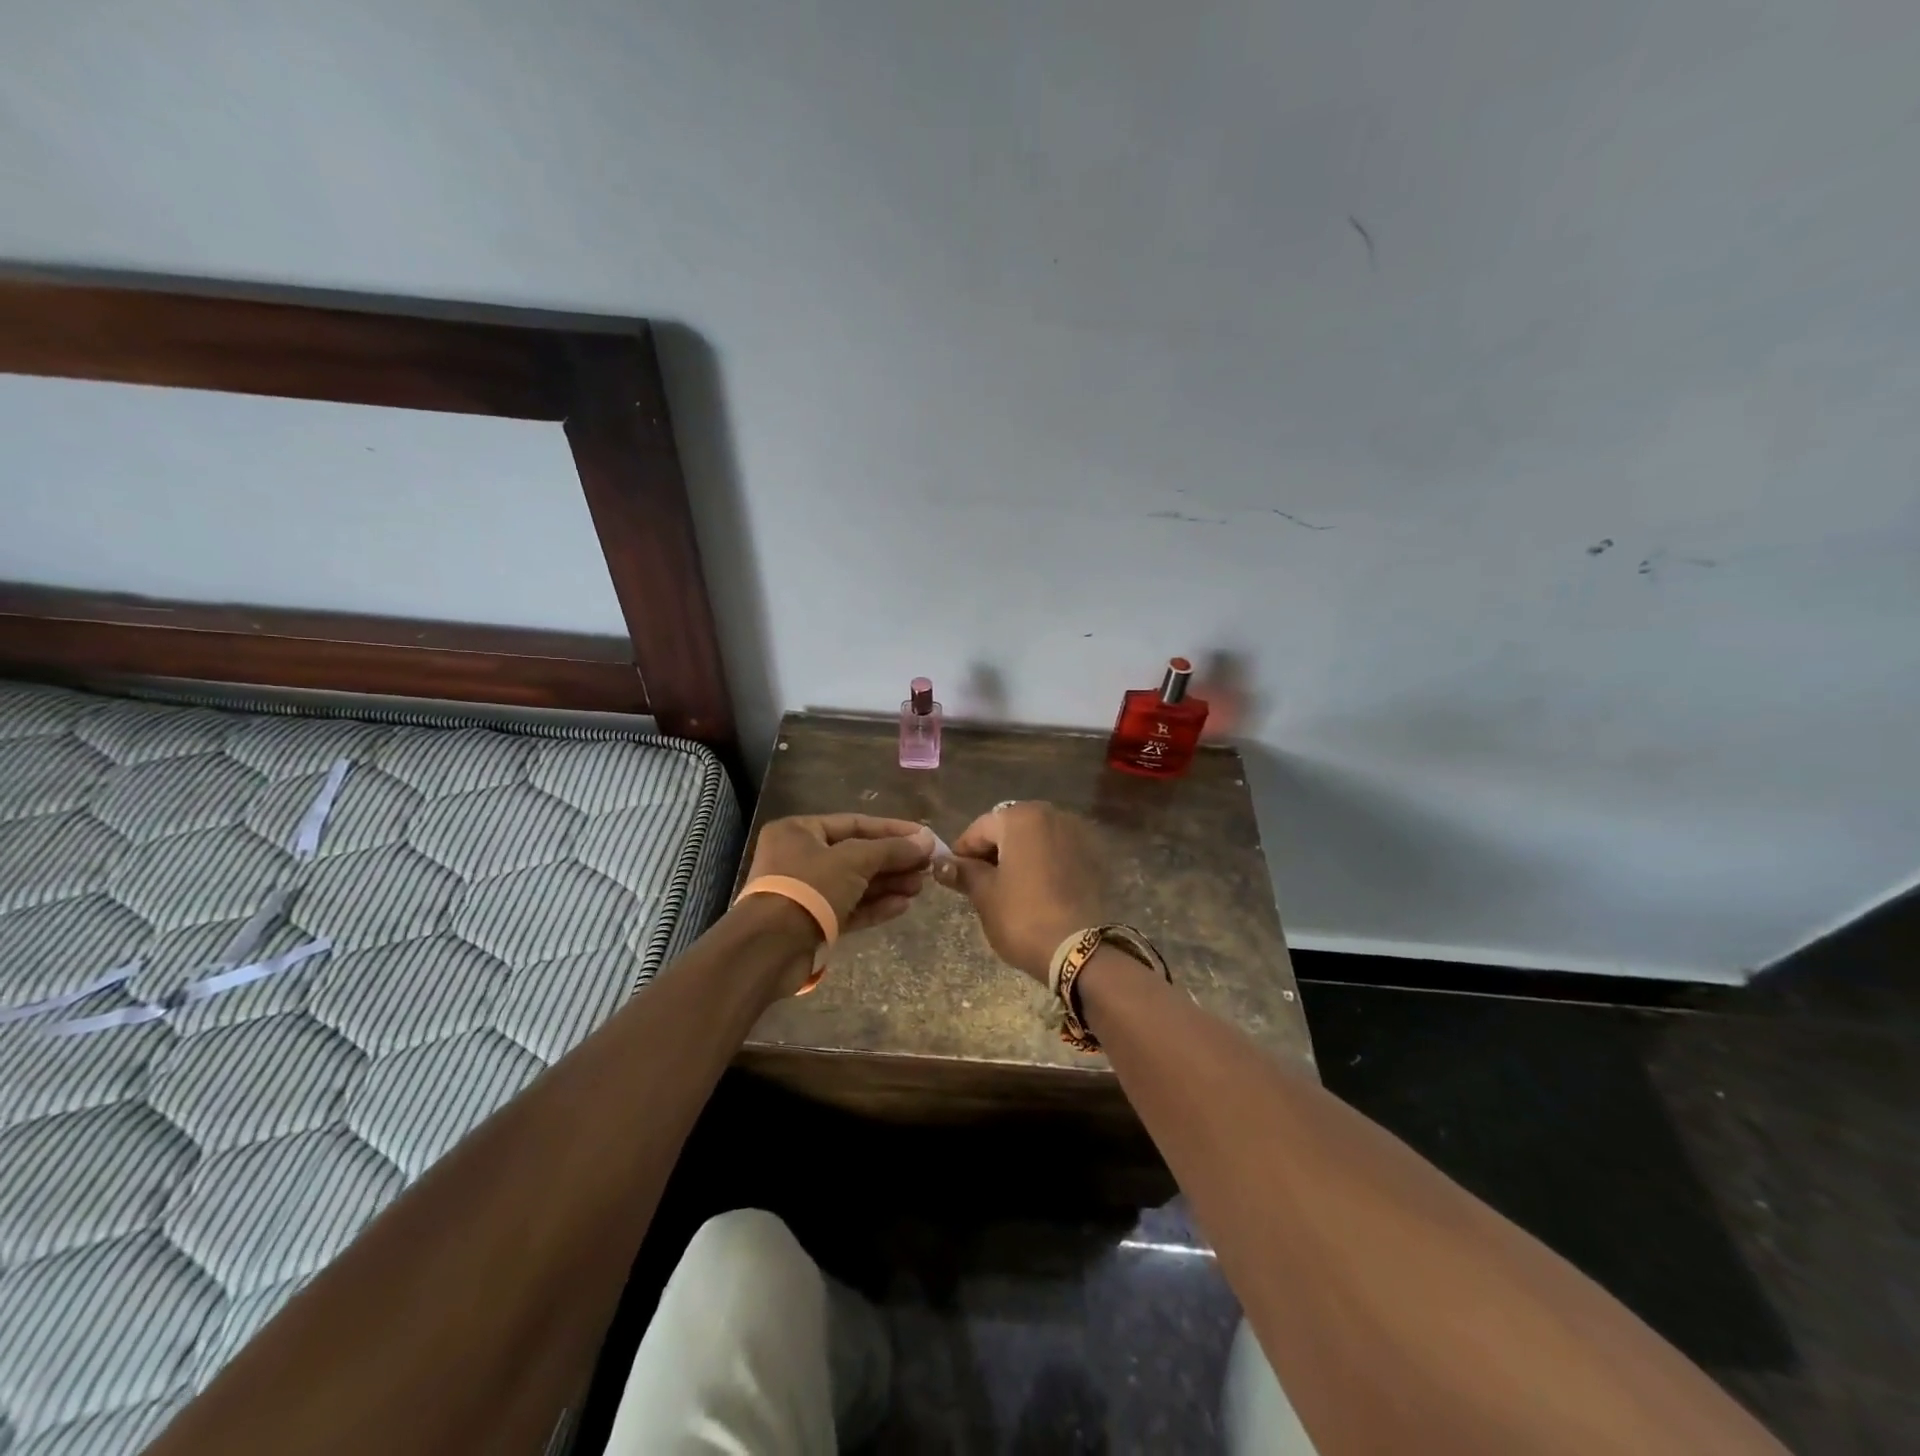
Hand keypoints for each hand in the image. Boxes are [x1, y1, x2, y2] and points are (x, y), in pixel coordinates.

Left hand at [744, 813, 936, 936]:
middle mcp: (800, 857)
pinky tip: (903, 906)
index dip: (893, 830)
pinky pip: (850, 908)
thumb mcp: (854, 860)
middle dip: (893, 861)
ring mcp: (807, 892)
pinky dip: (875, 906)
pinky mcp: (814, 922)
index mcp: (800, 831)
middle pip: (857, 855)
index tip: (925, 837)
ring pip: (856, 883)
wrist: (770, 948)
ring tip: (920, 887)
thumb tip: (927, 840)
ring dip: (888, 884)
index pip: (855, 823)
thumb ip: (892, 849)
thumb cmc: (809, 888)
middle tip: (927, 866)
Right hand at [931, 801, 1104, 980]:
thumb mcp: (984, 895)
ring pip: (1036, 839)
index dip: (962, 852)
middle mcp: (1052, 815)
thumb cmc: (1022, 917)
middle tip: (979, 883)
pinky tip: (1037, 890)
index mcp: (1021, 817)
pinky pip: (1058, 852)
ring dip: (1019, 856)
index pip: (980, 828)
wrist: (1079, 950)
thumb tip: (940, 864)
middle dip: (993, 852)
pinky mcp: (1093, 856)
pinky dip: (1043, 864)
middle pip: (1010, 829)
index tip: (953, 875)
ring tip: (1008, 888)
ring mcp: (1077, 834)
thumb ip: (963, 872)